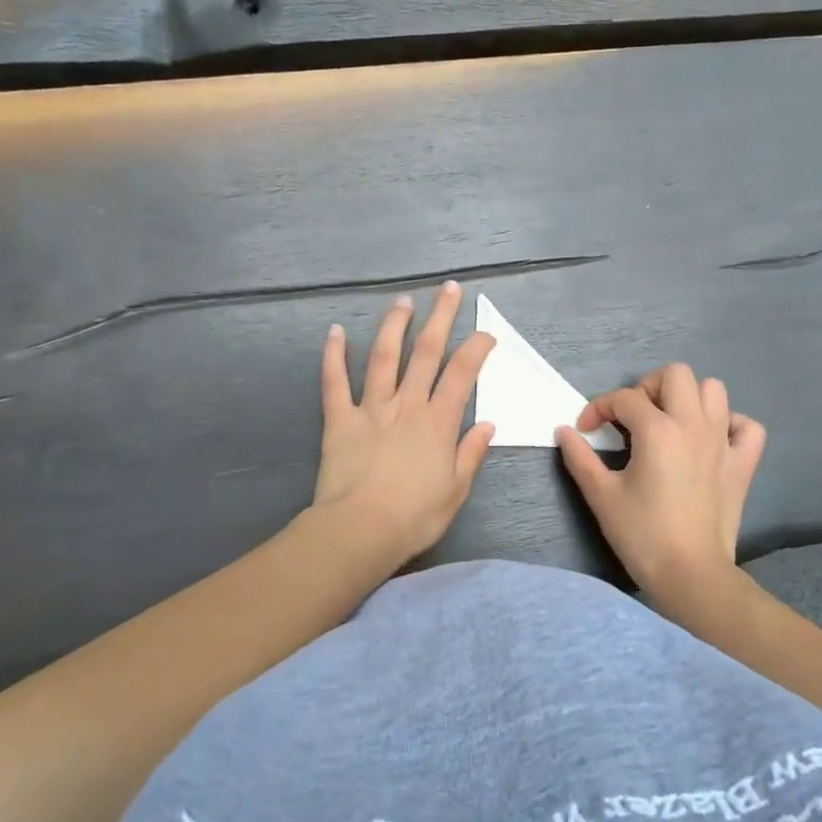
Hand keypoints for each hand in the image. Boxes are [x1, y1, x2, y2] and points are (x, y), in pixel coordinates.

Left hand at [311, 282, 495, 565]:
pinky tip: (334, 331)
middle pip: (426, 352)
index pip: (462, 375)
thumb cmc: (414, 517)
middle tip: (448, 289)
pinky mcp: (340, 419)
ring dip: (394, 325)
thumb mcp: (456, 491)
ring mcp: (371, 409)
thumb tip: (487, 424)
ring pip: (384, 357)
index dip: (476, 349)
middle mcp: (407, 405)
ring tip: (403, 301)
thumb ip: (471, 453)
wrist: (360, 531)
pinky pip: (335, 382)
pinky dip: (333, 355)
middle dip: (440, 318)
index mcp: (438, 423)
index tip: (486, 332)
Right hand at [556, 363, 766, 601]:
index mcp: (657, 429)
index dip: (599, 408)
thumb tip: (564, 431)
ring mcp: (723, 441)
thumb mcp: (601, 495)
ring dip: (689, 397)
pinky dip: (730, 424)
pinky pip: (747, 426)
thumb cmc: (642, 534)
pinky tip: (711, 440)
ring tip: (670, 422)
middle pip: (675, 374)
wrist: (691, 574)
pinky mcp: (743, 463)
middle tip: (633, 417)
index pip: (624, 398)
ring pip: (713, 390)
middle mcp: (693, 424)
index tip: (586, 430)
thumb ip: (579, 457)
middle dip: (648, 387)